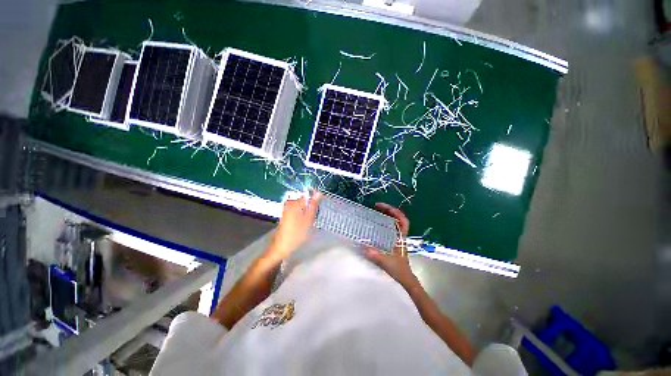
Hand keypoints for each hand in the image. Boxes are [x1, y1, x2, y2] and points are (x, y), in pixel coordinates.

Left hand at [267, 191, 320, 260]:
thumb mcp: (308, 219)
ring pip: (302, 207)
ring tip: (307, 224)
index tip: (315, 213)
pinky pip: (297, 211)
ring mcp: (286, 209)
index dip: (314, 204)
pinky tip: (302, 225)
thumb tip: (318, 192)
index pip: (308, 196)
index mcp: (295, 202)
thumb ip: (313, 205)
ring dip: (306, 213)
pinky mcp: (285, 215)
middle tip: (311, 220)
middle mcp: (289, 203)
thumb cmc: (297, 233)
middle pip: (305, 201)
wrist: (282, 246)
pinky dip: (301, 216)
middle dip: (310, 209)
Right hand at [365, 203, 418, 289]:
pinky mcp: (394, 242)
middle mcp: (400, 236)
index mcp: (401, 238)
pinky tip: (377, 222)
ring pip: (395, 222)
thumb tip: (364, 248)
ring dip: (388, 214)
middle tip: (377, 206)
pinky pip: (392, 227)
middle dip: (389, 210)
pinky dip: (386, 222)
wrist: (406, 279)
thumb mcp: (387, 263)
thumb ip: (377, 256)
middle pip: (399, 218)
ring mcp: (398, 238)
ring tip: (377, 210)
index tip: (384, 207)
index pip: (403, 221)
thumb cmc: (399, 270)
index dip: (395, 212)